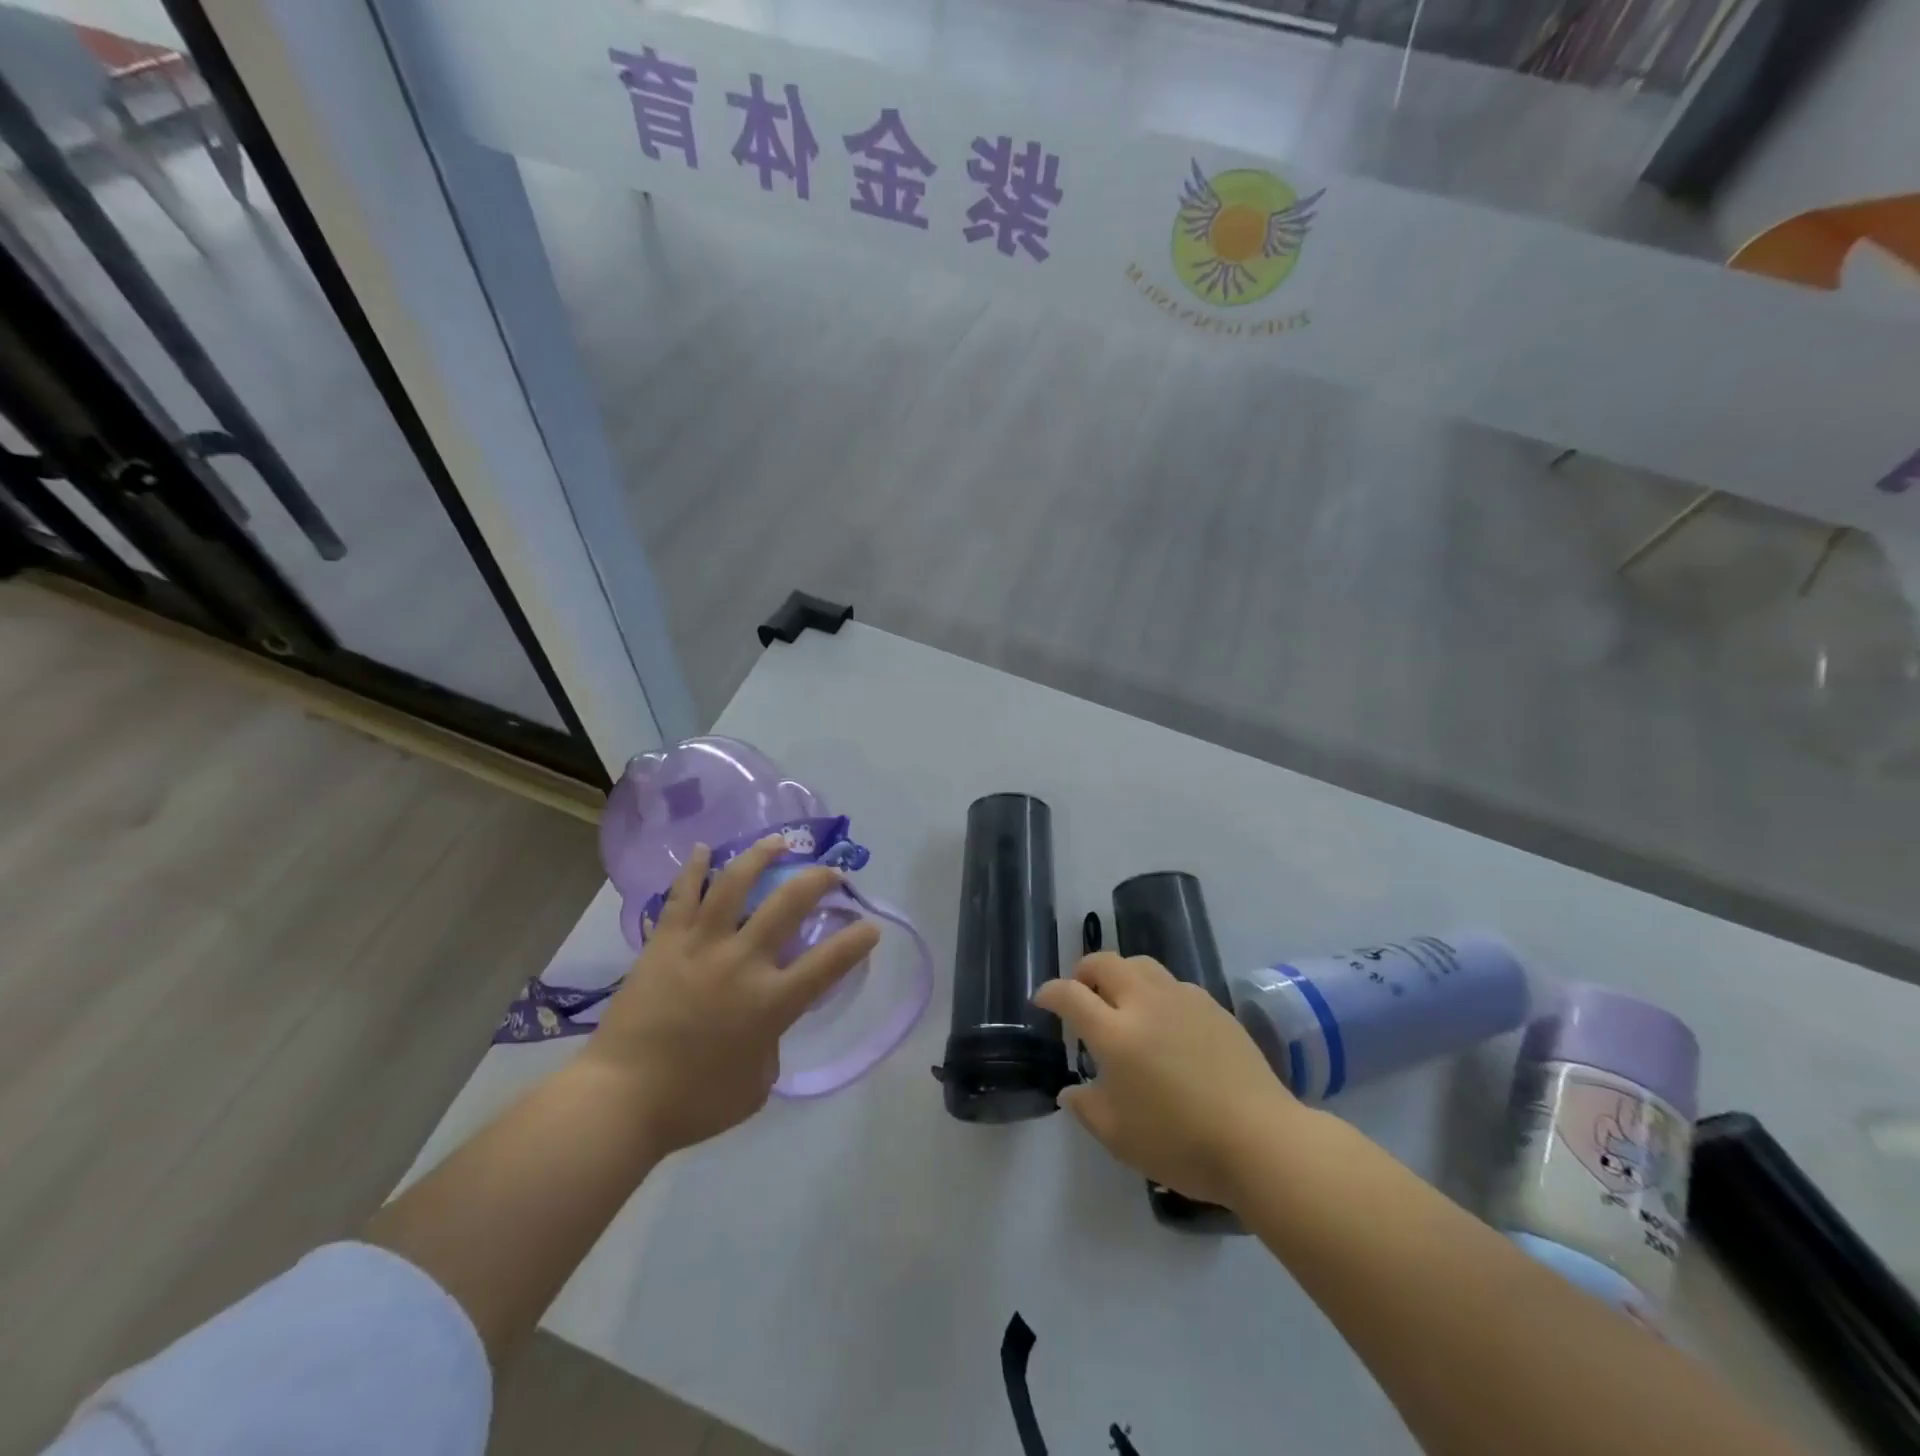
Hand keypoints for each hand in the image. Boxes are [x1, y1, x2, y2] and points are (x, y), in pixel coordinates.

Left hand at [584, 835, 879, 1155]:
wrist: (619, 1100)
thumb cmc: (694, 1103)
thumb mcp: (757, 1084)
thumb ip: (772, 1043)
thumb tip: (765, 1020)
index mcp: (771, 1002)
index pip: (829, 962)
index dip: (857, 940)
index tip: (870, 925)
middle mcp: (742, 962)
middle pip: (788, 904)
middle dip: (818, 880)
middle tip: (832, 873)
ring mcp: (701, 946)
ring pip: (735, 884)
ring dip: (760, 856)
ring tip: (777, 842)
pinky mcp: (664, 943)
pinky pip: (682, 895)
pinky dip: (694, 869)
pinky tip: (702, 850)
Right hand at [1034, 953, 1303, 1206]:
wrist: (1261, 1140)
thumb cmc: (1182, 1144)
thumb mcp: (1119, 1137)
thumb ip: (1086, 1108)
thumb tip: (1070, 1091)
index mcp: (1116, 1033)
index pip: (1071, 995)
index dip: (1050, 993)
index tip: (1042, 1001)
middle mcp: (1145, 1003)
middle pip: (1105, 962)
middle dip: (1084, 970)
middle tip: (1081, 992)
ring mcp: (1183, 999)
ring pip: (1141, 964)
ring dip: (1121, 974)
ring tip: (1121, 1000)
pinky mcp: (1213, 1006)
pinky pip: (1173, 983)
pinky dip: (1155, 990)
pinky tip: (1164, 1021)